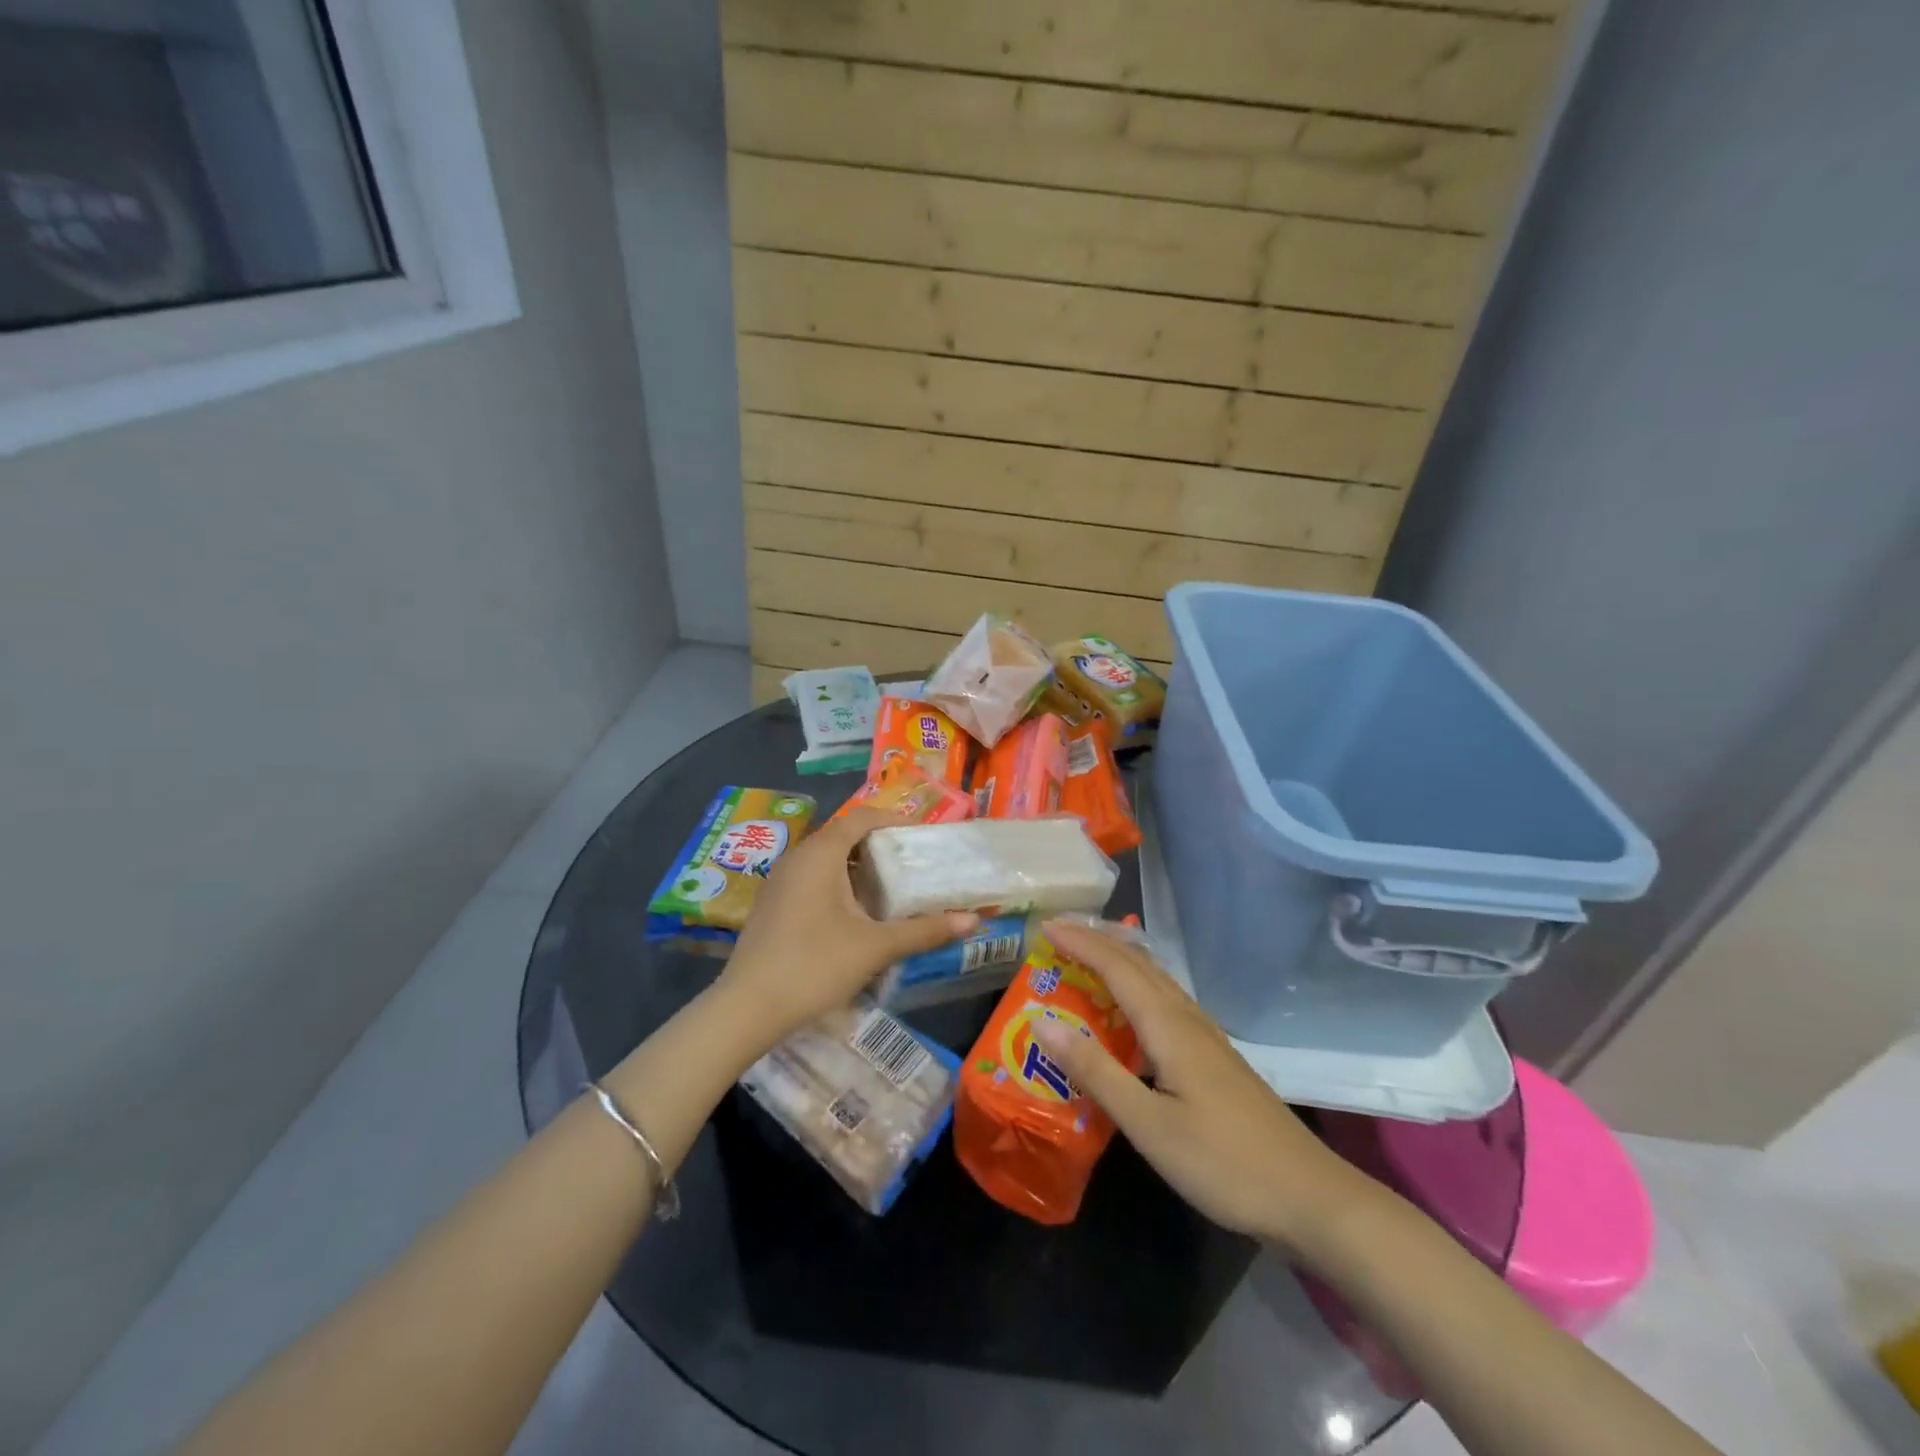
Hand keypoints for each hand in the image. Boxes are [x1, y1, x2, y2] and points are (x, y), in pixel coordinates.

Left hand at [718, 806, 976, 1049]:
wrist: (747, 1008)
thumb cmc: (815, 965)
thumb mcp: (875, 947)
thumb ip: (924, 931)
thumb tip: (974, 922)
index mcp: (820, 853)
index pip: (862, 818)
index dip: (894, 821)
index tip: (922, 837)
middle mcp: (797, 857)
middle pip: (844, 837)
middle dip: (880, 847)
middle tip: (913, 865)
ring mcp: (780, 881)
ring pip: (826, 860)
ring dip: (858, 869)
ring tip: (891, 891)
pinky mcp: (772, 905)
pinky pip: (811, 880)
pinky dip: (838, 885)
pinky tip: (855, 916)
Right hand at [1033, 918, 1369, 1246]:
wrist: (1310, 1197)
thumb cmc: (1223, 1162)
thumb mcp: (1147, 1123)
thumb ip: (1094, 1070)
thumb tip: (1040, 1020)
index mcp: (1168, 1025)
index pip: (1115, 966)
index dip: (1079, 942)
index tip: (1043, 926)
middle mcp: (1187, 1018)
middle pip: (1138, 963)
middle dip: (1096, 941)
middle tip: (1057, 934)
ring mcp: (1206, 1037)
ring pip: (1155, 979)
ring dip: (1117, 960)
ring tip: (1085, 957)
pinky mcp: (1214, 1057)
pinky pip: (1166, 1001)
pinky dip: (1136, 987)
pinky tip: (1131, 1008)